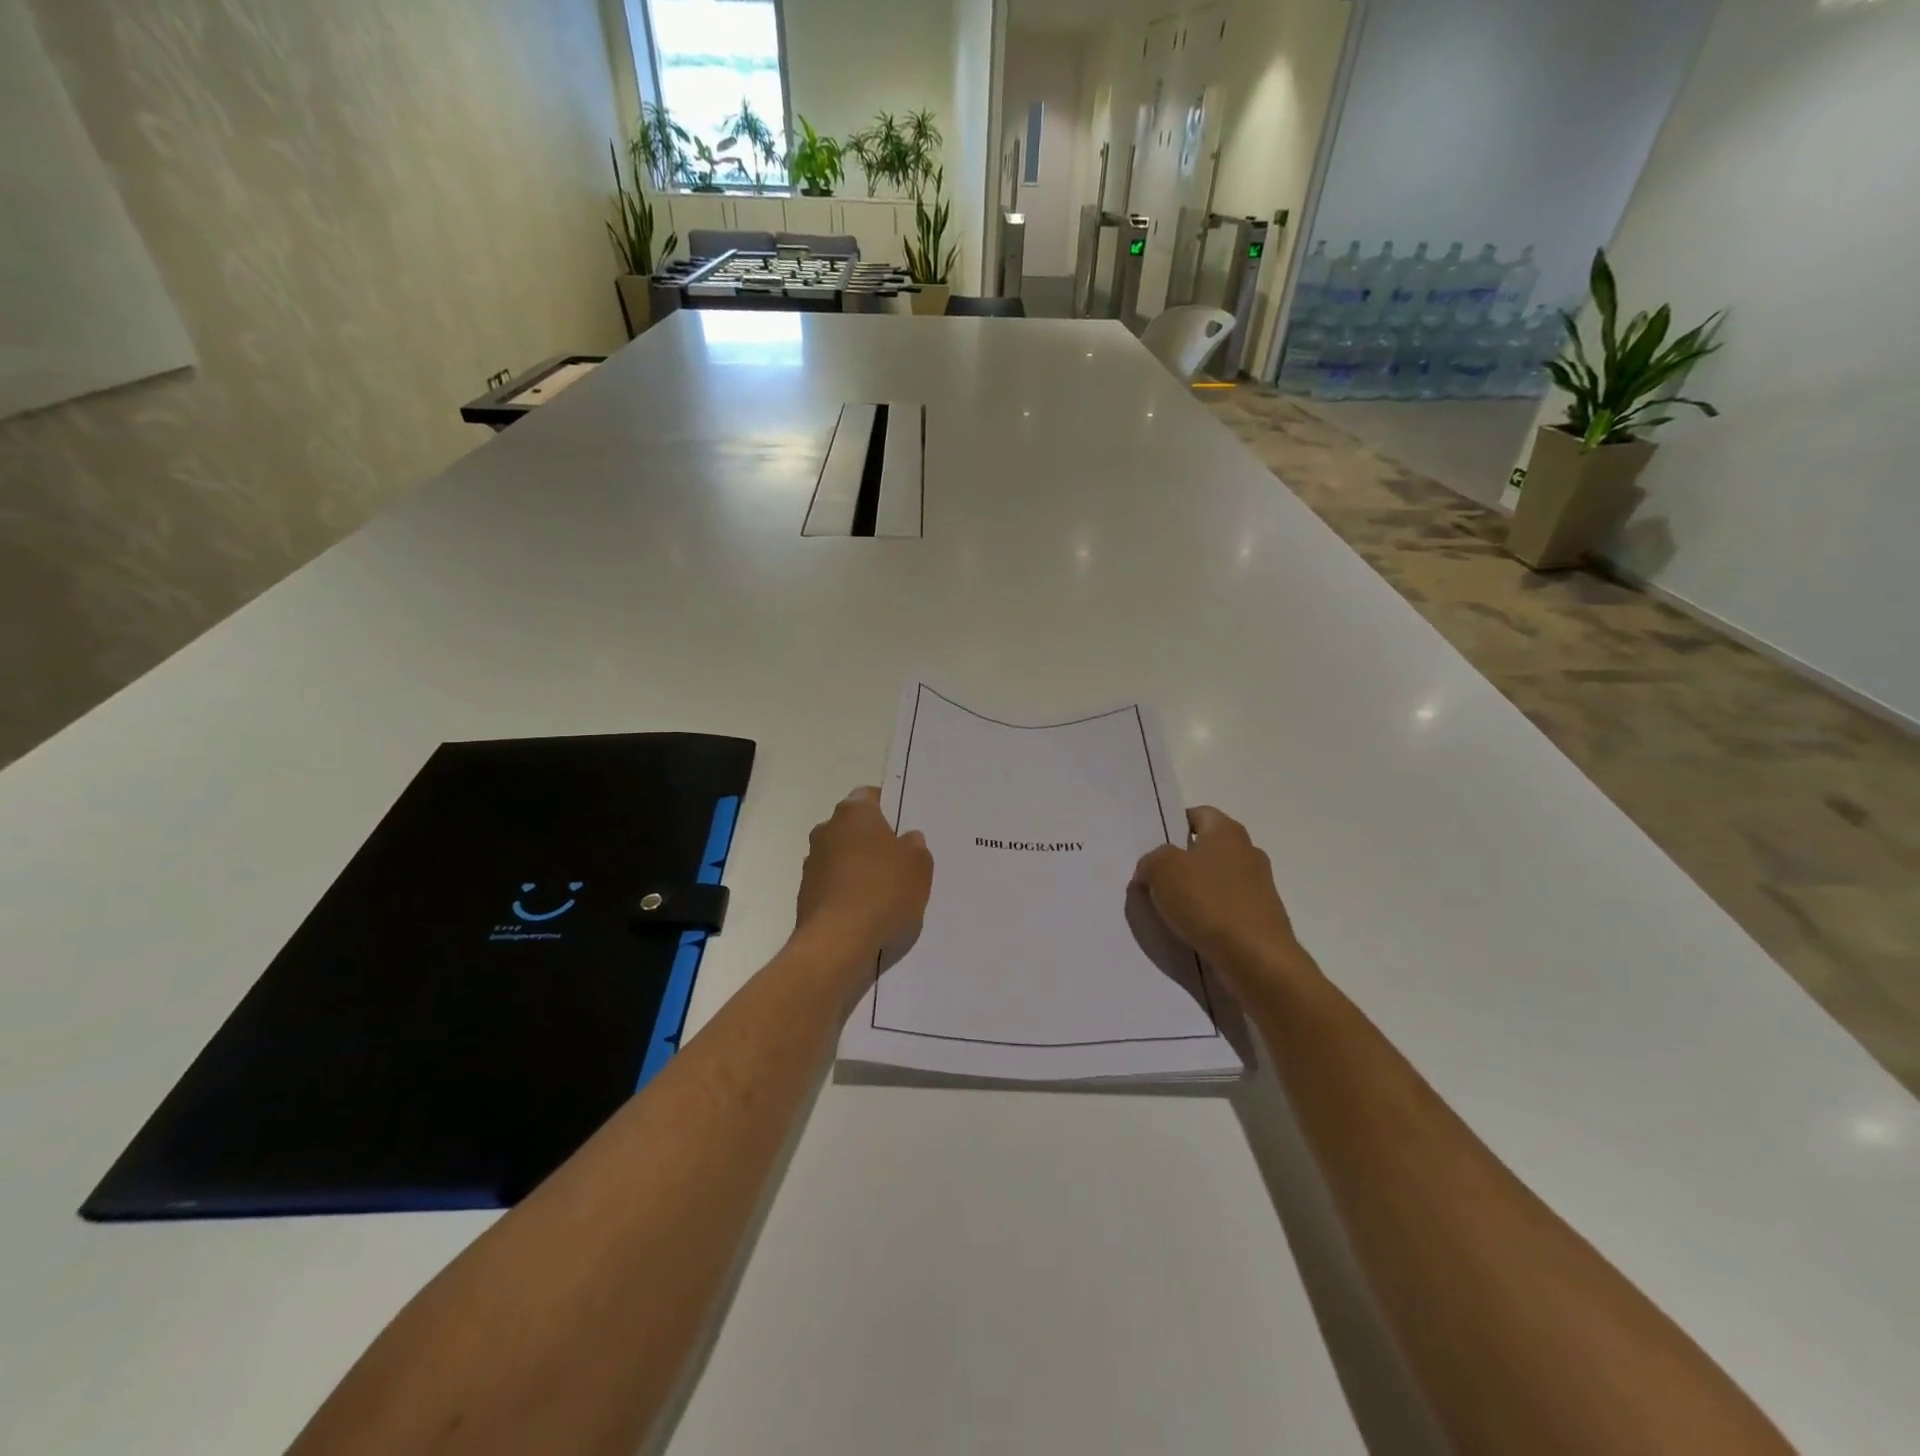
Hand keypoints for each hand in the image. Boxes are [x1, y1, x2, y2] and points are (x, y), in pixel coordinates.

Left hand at [795, 787, 933, 959]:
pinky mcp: (805, 892)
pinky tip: (865, 912)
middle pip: (853, 827)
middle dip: (871, 839)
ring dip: (857, 867)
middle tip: (897, 861)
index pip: (869, 796)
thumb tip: (907, 840)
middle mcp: (826, 829)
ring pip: (841, 855)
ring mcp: (811, 862)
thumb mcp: (918, 866)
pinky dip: (846, 891)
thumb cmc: (883, 891)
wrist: (837, 940)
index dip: (887, 808)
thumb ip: (915, 846)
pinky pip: (832, 883)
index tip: (902, 828)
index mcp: (854, 812)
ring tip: (883, 892)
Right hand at [1132, 806, 1303, 989]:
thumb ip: (1151, 860)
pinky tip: (1191, 931)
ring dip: (1195, 892)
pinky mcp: (1261, 918)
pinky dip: (1209, 916)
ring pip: (1216, 880)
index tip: (1153, 848)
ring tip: (1168, 910)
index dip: (1173, 826)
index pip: (1198, 814)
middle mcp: (1248, 852)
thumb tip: (1152, 869)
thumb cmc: (1208, 902)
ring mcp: (1259, 886)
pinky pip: (1226, 908)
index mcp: (1227, 831)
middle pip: (1207, 848)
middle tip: (1154, 880)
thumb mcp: (1162, 870)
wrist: (1257, 959)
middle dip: (1181, 862)